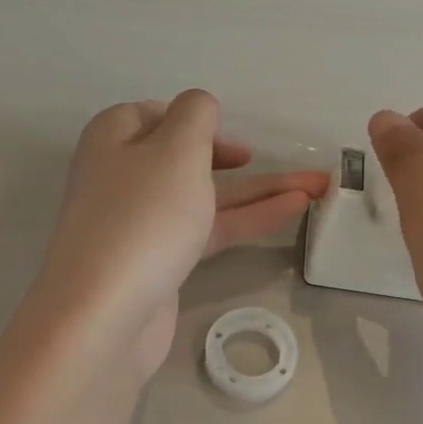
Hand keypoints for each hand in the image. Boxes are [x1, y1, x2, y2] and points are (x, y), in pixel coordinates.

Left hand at [38, 91, 329, 378]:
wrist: (106, 315)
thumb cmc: (143, 216)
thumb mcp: (176, 148)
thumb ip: (197, 115)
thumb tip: (199, 108)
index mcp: (114, 139)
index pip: (155, 114)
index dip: (195, 120)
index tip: (231, 135)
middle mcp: (123, 176)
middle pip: (186, 157)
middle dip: (238, 159)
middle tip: (270, 162)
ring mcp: (140, 223)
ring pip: (205, 196)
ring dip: (259, 191)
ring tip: (316, 188)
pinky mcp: (159, 262)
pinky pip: (208, 229)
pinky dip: (247, 218)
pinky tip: (290, 211)